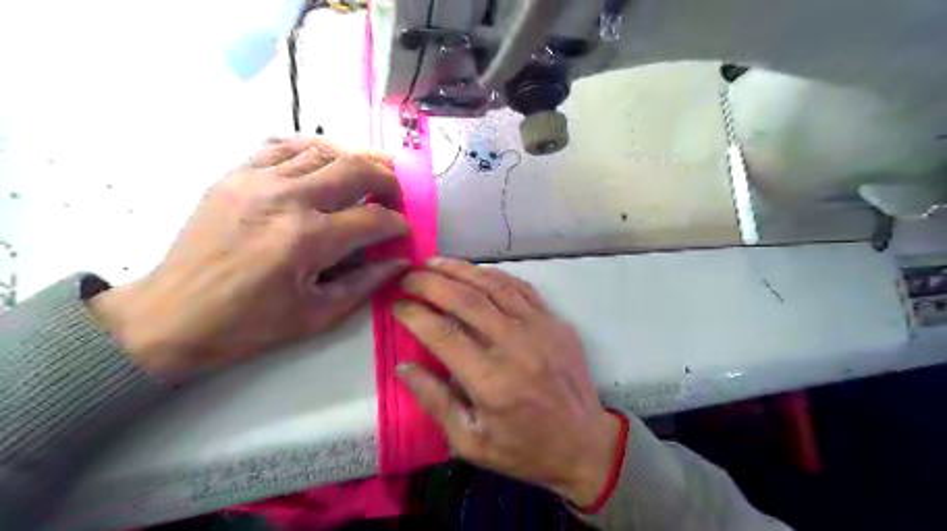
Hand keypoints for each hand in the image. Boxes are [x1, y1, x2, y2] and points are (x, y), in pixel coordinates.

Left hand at [90, 136, 411, 377]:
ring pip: (323, 150)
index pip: (374, 219)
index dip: (399, 224)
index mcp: (309, 239)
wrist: (172, 315)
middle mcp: (288, 198)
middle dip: (387, 181)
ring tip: (369, 175)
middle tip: (394, 197)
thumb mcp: (318, 314)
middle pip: (355, 169)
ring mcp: (257, 180)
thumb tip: (401, 262)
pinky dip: (313, 149)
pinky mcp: (235, 175)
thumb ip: (367, 283)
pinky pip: (282, 145)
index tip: (404, 232)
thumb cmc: (249, 324)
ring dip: (355, 161)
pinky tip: (324, 162)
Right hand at [392, 258, 621, 507]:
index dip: (414, 314)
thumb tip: (403, 366)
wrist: (583, 443)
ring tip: (434, 262)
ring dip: (460, 270)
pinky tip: (475, 270)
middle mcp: (515, 345)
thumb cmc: (523, 448)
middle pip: (466, 300)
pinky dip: (494, 275)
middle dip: (431, 282)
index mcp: (490, 380)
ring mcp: (540, 328)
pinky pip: (521, 288)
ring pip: (493, 285)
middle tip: (408, 275)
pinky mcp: (555, 321)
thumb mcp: (470, 441)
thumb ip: (434, 401)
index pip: (443, 333)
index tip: (396, 303)